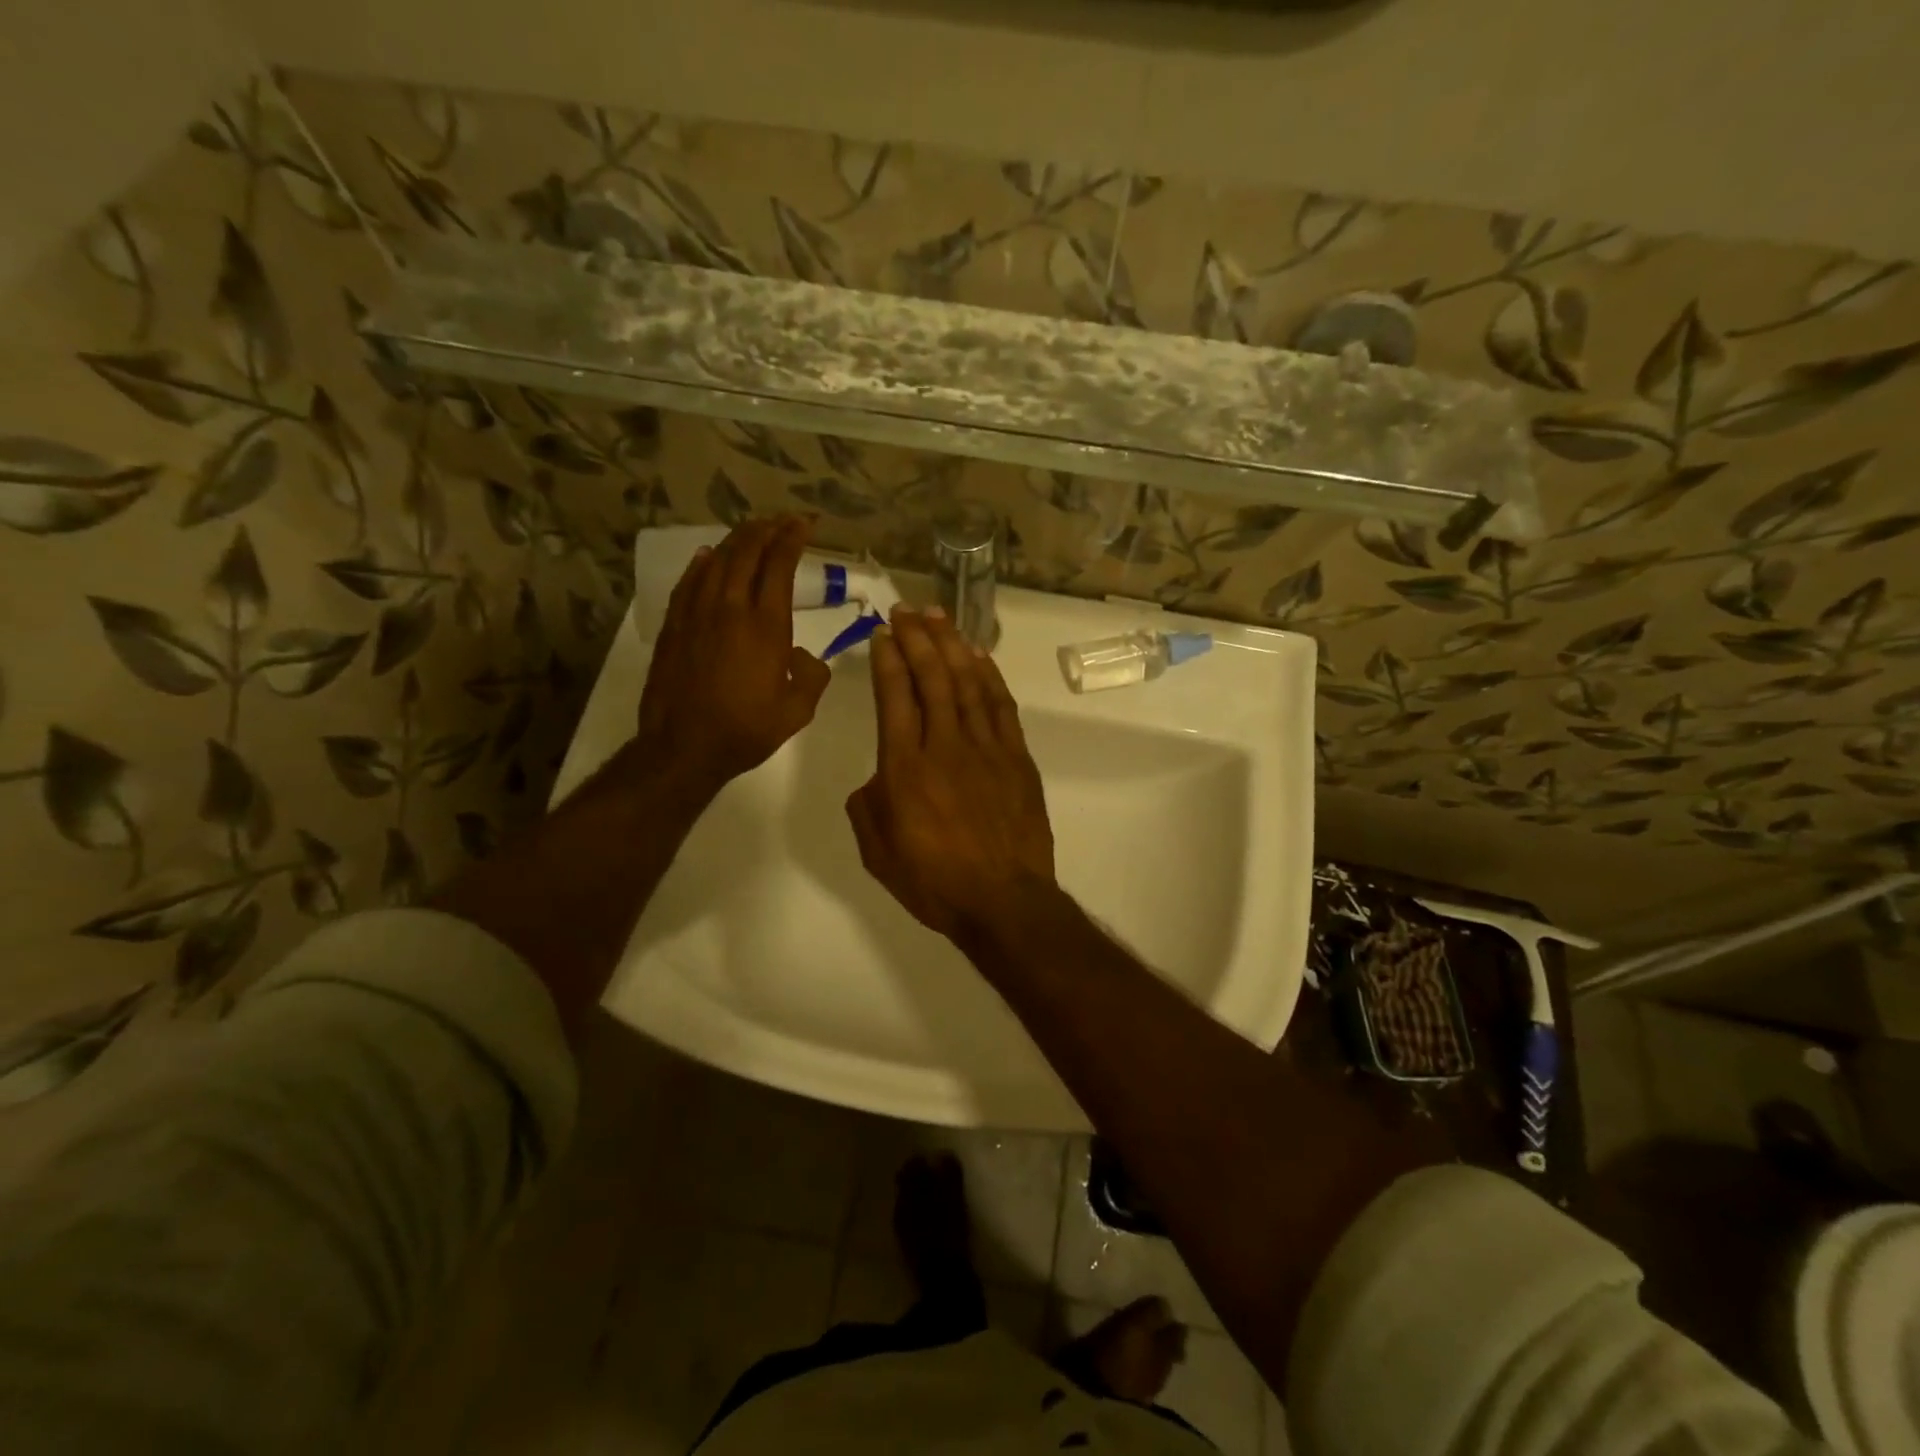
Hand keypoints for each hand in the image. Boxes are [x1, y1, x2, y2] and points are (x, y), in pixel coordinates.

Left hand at [635, 516, 830, 792]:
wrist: (684, 747)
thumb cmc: (746, 730)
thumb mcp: (798, 710)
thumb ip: (811, 675)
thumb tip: (802, 654)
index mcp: (766, 626)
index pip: (779, 566)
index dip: (792, 538)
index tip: (804, 523)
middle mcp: (731, 609)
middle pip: (747, 553)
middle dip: (767, 529)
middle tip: (781, 520)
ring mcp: (697, 614)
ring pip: (717, 562)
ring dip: (737, 540)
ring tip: (751, 529)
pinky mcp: (674, 626)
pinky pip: (689, 583)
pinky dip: (702, 564)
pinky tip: (708, 556)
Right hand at [846, 605, 1055, 939]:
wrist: (1003, 900)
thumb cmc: (934, 881)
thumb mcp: (877, 852)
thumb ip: (868, 806)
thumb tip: (879, 777)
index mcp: (905, 769)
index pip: (895, 697)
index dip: (889, 660)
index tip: (884, 633)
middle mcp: (944, 747)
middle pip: (932, 678)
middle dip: (918, 639)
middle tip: (907, 611)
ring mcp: (986, 749)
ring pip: (968, 683)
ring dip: (952, 645)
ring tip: (939, 617)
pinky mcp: (1017, 758)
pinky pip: (1001, 707)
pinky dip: (989, 676)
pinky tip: (978, 656)